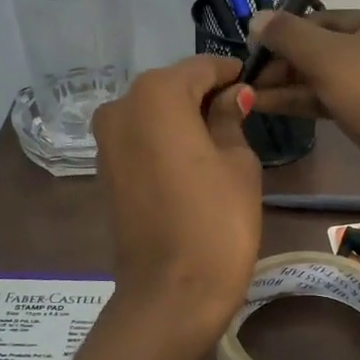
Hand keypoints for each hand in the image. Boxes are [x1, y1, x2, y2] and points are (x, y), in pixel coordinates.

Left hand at [91, 55, 260, 344]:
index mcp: (156, 94)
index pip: (200, 67)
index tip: (255, 83)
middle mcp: (121, 106)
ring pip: (154, 113)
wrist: (171, 292)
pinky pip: (140, 139)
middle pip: (172, 87)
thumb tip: (233, 96)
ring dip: (184, 118)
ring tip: (221, 140)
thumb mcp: (238, 162)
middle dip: (205, 95)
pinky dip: (165, 139)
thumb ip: (230, 118)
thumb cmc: (216, 221)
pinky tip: (193, 160)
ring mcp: (106, 140)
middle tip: (242, 114)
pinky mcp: (104, 170)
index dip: (230, 73)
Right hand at [248, 0, 359, 208]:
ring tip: (251, 85)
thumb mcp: (326, 58)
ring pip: (334, 57)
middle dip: (292, 38)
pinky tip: (266, 104)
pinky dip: (306, 92)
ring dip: (292, 69)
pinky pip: (337, 86)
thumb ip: (287, 34)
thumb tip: (258, 20)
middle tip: (254, 56)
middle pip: (338, 20)